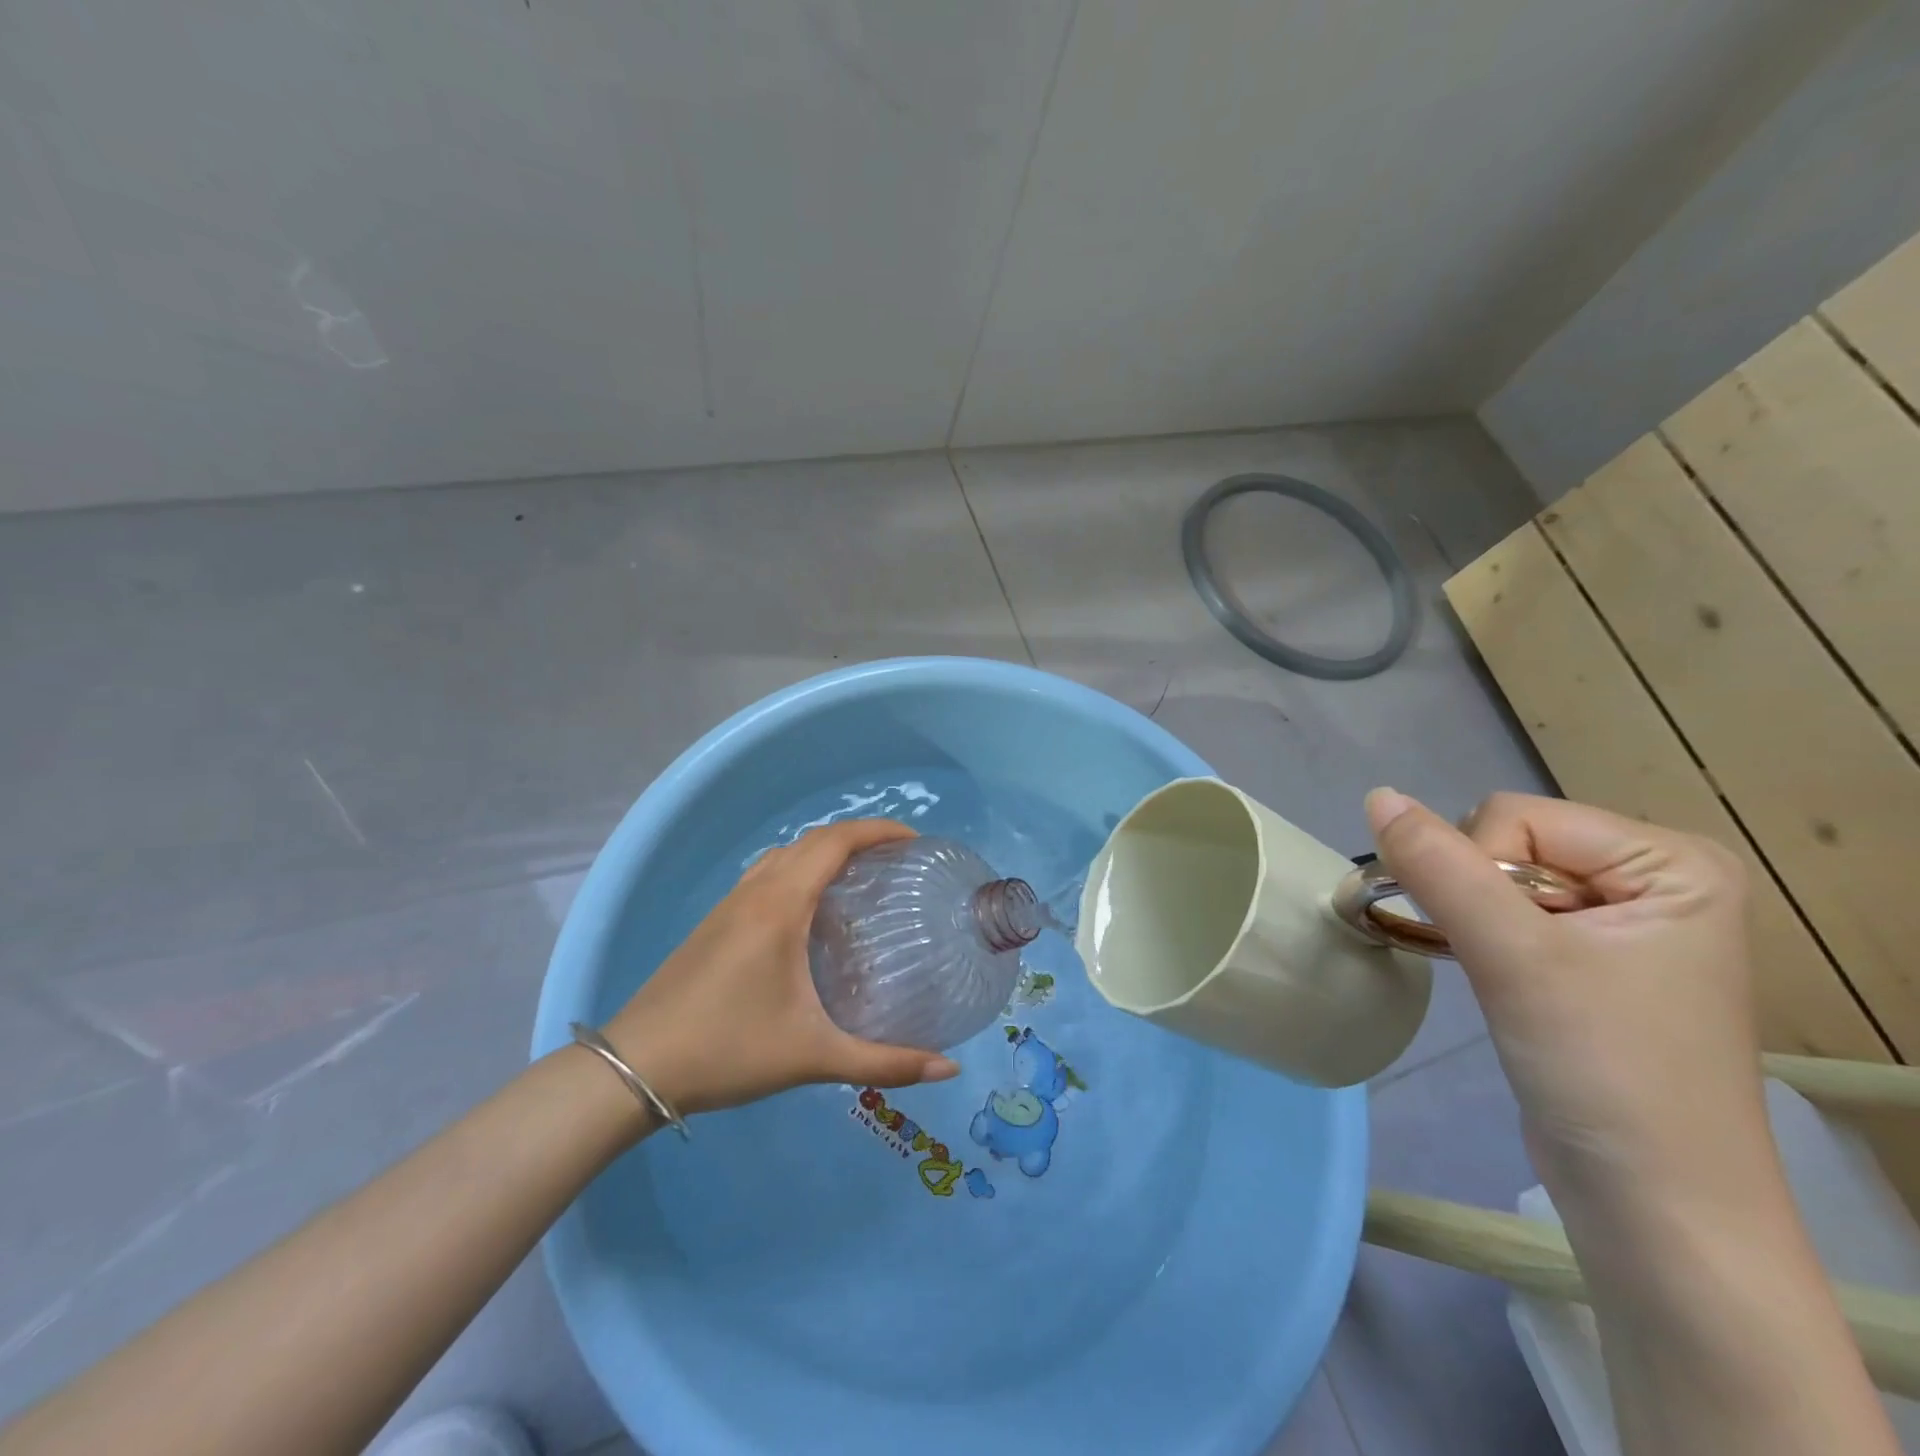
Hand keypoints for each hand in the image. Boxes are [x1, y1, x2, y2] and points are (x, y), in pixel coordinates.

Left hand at [599, 818, 960, 1117]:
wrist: (635, 1067)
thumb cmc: (728, 1051)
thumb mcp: (814, 1057)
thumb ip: (884, 1062)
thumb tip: (949, 1069)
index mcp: (781, 905)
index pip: (836, 842)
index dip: (878, 831)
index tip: (915, 839)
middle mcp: (756, 891)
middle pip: (813, 841)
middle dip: (858, 838)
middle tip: (897, 860)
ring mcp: (729, 904)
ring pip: (784, 854)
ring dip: (824, 852)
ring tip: (859, 879)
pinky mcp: (714, 922)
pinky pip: (765, 875)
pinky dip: (798, 871)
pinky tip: (809, 913)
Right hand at [1365, 788, 1770, 1208]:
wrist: (1653, 1206)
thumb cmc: (1603, 1071)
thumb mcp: (1516, 957)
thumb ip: (1439, 867)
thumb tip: (1376, 795)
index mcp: (1671, 861)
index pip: (1518, 817)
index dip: (1479, 870)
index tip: (1500, 944)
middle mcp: (1654, 879)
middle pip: (1508, 842)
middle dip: (1477, 896)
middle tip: (1504, 964)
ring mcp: (1625, 920)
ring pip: (1497, 879)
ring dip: (1473, 920)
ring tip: (1502, 977)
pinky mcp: (1593, 958)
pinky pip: (1510, 913)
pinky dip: (1483, 938)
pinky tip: (1501, 980)